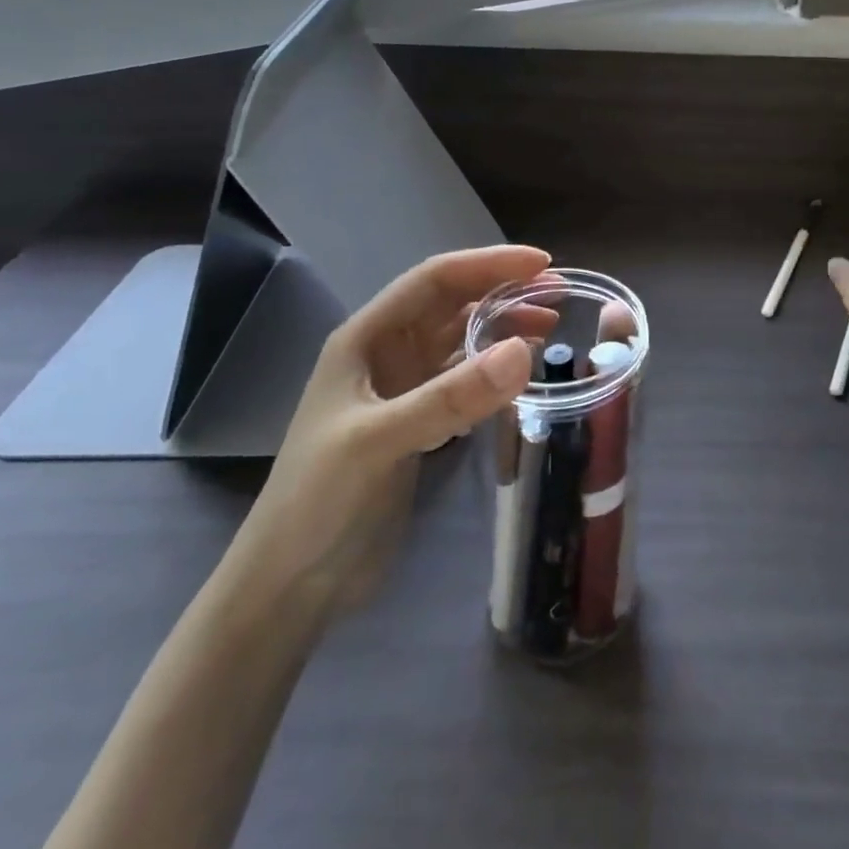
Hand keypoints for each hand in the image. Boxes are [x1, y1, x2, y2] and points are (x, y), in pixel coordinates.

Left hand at [219, 245, 557, 622]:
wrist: (290, 585)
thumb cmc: (319, 501)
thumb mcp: (380, 441)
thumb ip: (451, 397)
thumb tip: (524, 351)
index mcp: (366, 338)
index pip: (435, 280)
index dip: (488, 264)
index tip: (542, 263)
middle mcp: (386, 353)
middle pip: (453, 304)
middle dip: (503, 291)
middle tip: (558, 295)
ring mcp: (401, 389)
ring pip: (461, 340)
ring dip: (503, 328)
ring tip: (550, 328)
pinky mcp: (417, 422)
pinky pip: (464, 378)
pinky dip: (495, 369)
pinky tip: (522, 372)